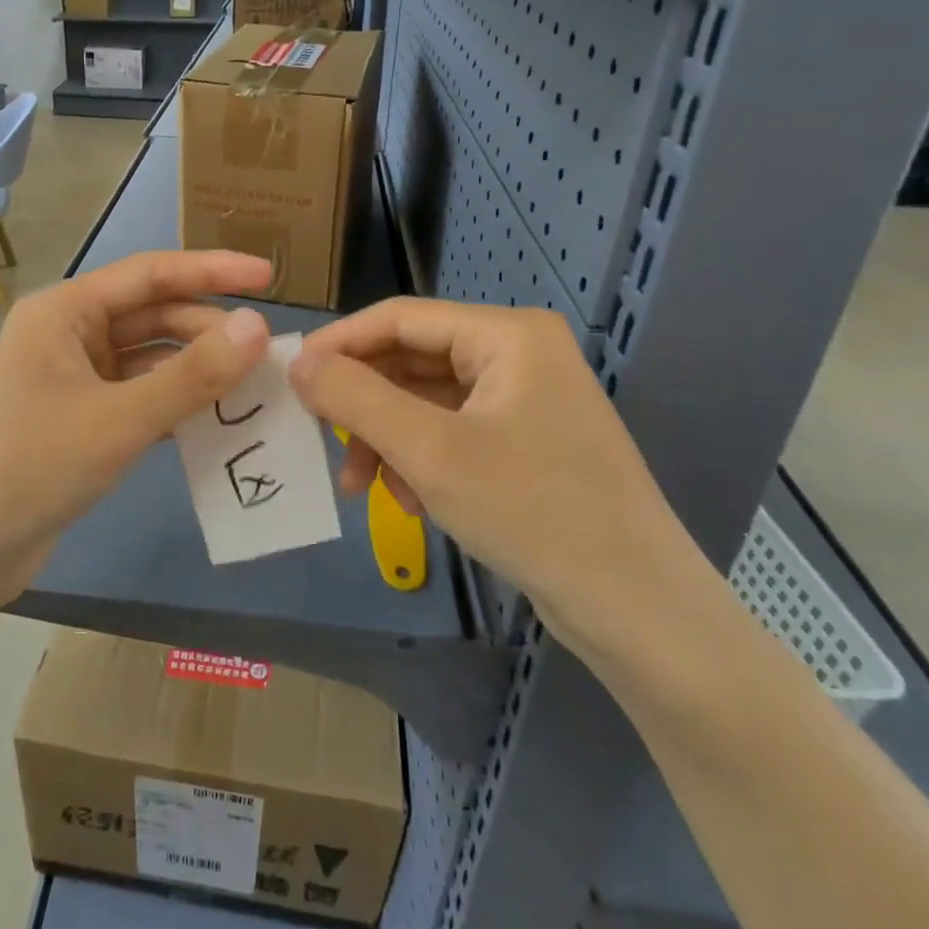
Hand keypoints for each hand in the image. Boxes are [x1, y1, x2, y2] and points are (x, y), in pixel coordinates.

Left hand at [0, 250, 273, 623]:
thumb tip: (258, 326)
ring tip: (251, 387)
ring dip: (195, 371)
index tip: (269, 276)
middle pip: (152, 317)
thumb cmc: (29, 465)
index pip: (150, 273)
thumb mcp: (118, 419)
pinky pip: (138, 398)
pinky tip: (214, 421)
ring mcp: (72, 380)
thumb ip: (192, 375)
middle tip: (266, 355)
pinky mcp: (79, 422)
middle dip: (207, 331)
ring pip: (148, 360)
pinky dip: (174, 405)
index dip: (212, 270)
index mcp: (65, 311)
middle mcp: (68, 335)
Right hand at [286, 298, 717, 671]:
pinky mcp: (524, 441)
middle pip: (411, 360)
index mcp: (506, 335)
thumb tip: (298, 360)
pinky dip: (419, 460)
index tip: (290, 375)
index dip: (339, 343)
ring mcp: (523, 399)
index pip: (400, 317)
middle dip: (364, 404)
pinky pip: (450, 432)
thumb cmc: (532, 512)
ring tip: (365, 489)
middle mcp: (517, 354)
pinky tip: (413, 503)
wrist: (637, 611)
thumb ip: (356, 397)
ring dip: (388, 439)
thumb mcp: (430, 451)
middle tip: (322, 440)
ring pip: (425, 401)